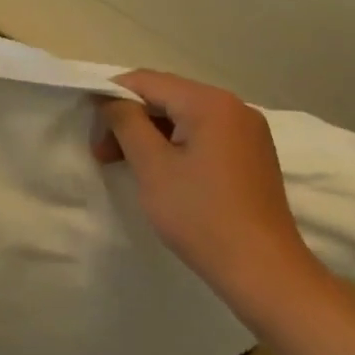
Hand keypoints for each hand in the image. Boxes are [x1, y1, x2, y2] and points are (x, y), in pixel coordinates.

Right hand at [92, 69, 322, 312]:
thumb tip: (110, 99)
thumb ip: (125, 122)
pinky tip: (160, 171)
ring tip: (125, 163)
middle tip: (102, 152)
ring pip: (183, 116)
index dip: (110, 96)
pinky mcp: (252, 155)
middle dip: (129, 118)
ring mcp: (247, 131)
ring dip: (149, 133)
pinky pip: (203, 134)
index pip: (146, 81)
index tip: (89, 125)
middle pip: (165, 96)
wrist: (265, 273)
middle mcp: (234, 107)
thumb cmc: (201, 215)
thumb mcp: (152, 165)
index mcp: (210, 102)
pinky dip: (175, 144)